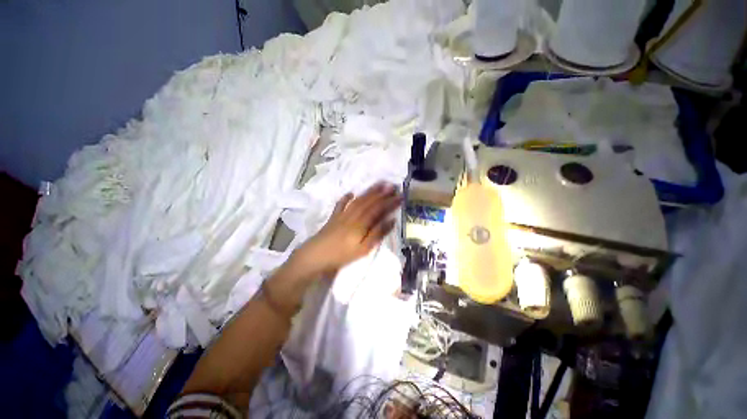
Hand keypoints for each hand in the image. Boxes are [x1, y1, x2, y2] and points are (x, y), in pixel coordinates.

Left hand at [291, 182, 402, 279]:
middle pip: (368, 202)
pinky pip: (341, 204)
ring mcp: (342, 215)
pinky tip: (350, 193)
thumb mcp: (363, 249)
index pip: (378, 209)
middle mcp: (352, 215)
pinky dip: (346, 198)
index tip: (400, 195)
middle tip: (392, 185)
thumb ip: (377, 234)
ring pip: (358, 200)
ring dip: (368, 192)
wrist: (315, 256)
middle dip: (381, 193)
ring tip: (378, 184)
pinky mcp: (333, 217)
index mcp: (361, 224)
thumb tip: (391, 220)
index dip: (389, 202)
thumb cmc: (341, 255)